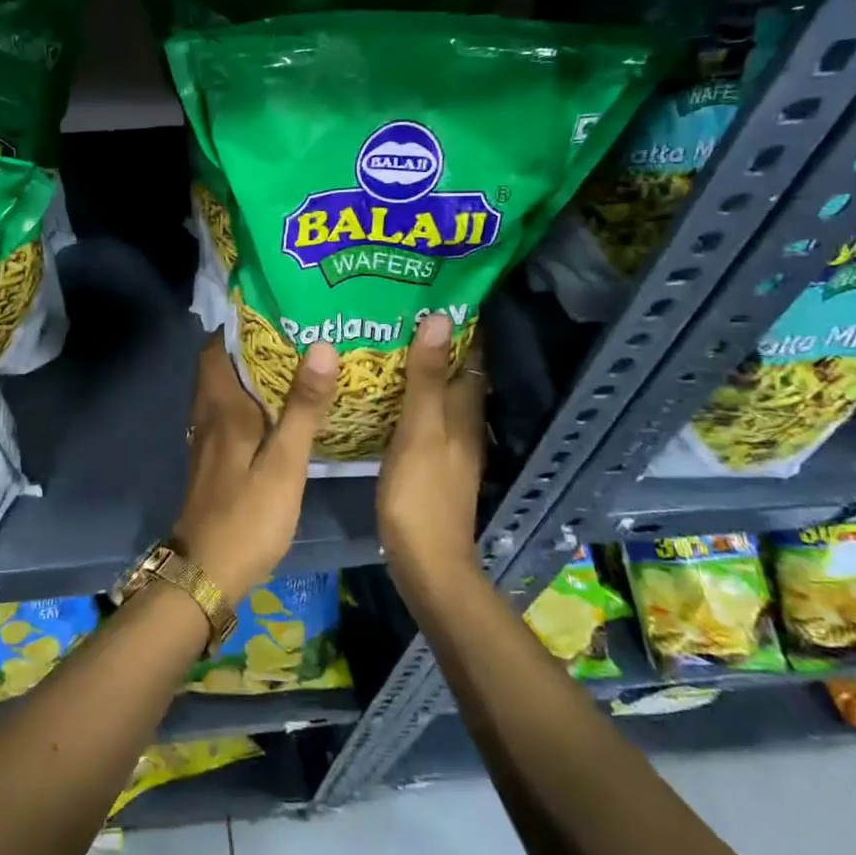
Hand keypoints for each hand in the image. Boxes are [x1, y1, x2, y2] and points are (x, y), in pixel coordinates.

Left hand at [173, 333, 337, 604]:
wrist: (207, 573)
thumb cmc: (247, 515)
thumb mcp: (284, 463)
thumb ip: (302, 407)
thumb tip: (320, 345)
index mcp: (222, 405)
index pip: (217, 345)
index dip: (241, 323)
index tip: (277, 306)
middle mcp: (208, 413)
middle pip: (223, 363)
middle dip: (253, 343)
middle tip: (298, 329)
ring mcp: (208, 437)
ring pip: (227, 388)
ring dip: (253, 372)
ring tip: (297, 360)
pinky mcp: (215, 458)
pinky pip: (231, 412)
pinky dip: (253, 399)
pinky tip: (282, 408)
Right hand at [377, 313, 486, 581]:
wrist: (426, 561)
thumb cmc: (421, 494)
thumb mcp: (419, 430)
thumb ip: (426, 378)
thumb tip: (439, 318)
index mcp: (466, 412)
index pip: (471, 356)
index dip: (461, 325)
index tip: (434, 293)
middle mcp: (464, 424)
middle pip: (455, 373)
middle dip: (435, 342)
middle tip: (400, 312)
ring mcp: (448, 445)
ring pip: (439, 395)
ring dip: (421, 369)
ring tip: (386, 342)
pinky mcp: (431, 462)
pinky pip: (424, 416)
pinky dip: (410, 397)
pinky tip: (384, 394)